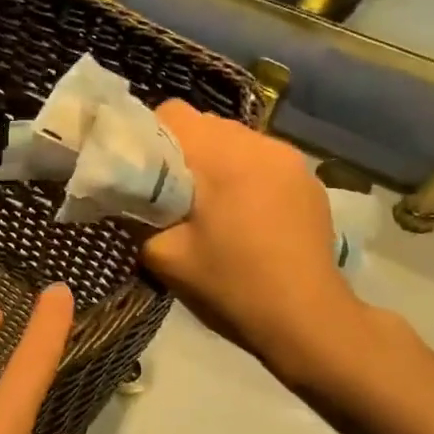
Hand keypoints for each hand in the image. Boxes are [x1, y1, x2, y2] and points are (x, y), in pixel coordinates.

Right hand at [142, 102, 366, 389]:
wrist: (306, 320)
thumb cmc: (229, 285)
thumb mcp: (162, 255)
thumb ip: (136, 215)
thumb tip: (125, 193)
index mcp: (222, 156)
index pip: (171, 113)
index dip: (147, 136)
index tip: (142, 173)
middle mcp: (258, 143)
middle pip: (204, 124)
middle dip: (180, 151)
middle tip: (170, 194)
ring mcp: (290, 158)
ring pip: (234, 140)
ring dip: (214, 162)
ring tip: (210, 206)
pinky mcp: (308, 178)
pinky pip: (261, 159)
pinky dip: (244, 175)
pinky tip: (245, 216)